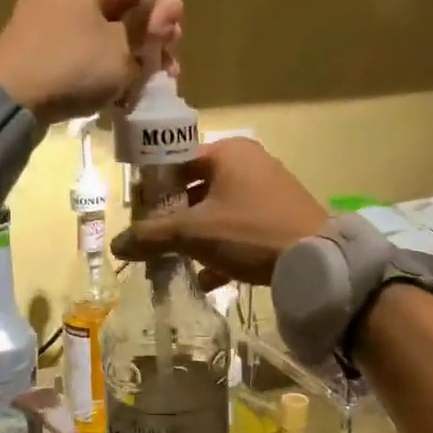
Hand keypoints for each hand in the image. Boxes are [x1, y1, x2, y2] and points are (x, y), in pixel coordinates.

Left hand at [0, 0, 182, 127]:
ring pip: (96, 41)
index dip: (158, 20)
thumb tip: (174, 4)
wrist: (13, 102)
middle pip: (114, 17)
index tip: (173, 47)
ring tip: (142, 90)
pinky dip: (96, 74)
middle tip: (164, 72)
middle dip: (143, 46)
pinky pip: (74, 58)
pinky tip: (115, 97)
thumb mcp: (125, 49)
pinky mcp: (31, 54)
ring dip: (123, 64)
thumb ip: (151, 29)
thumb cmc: (75, 65)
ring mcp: (39, 23)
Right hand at [112, 139, 326, 285]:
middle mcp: (250, 163)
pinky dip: (222, 248)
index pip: (177, 162)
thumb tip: (116, 245)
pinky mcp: (281, 216)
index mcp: (228, 153)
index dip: (154, 187)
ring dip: (196, 237)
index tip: (138, 214)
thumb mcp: (194, 233)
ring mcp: (269, 190)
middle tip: (154, 240)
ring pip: (219, 211)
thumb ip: (152, 236)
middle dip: (174, 218)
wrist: (316, 260)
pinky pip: (240, 228)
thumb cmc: (249, 233)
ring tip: (176, 261)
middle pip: (197, 188)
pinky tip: (208, 279)